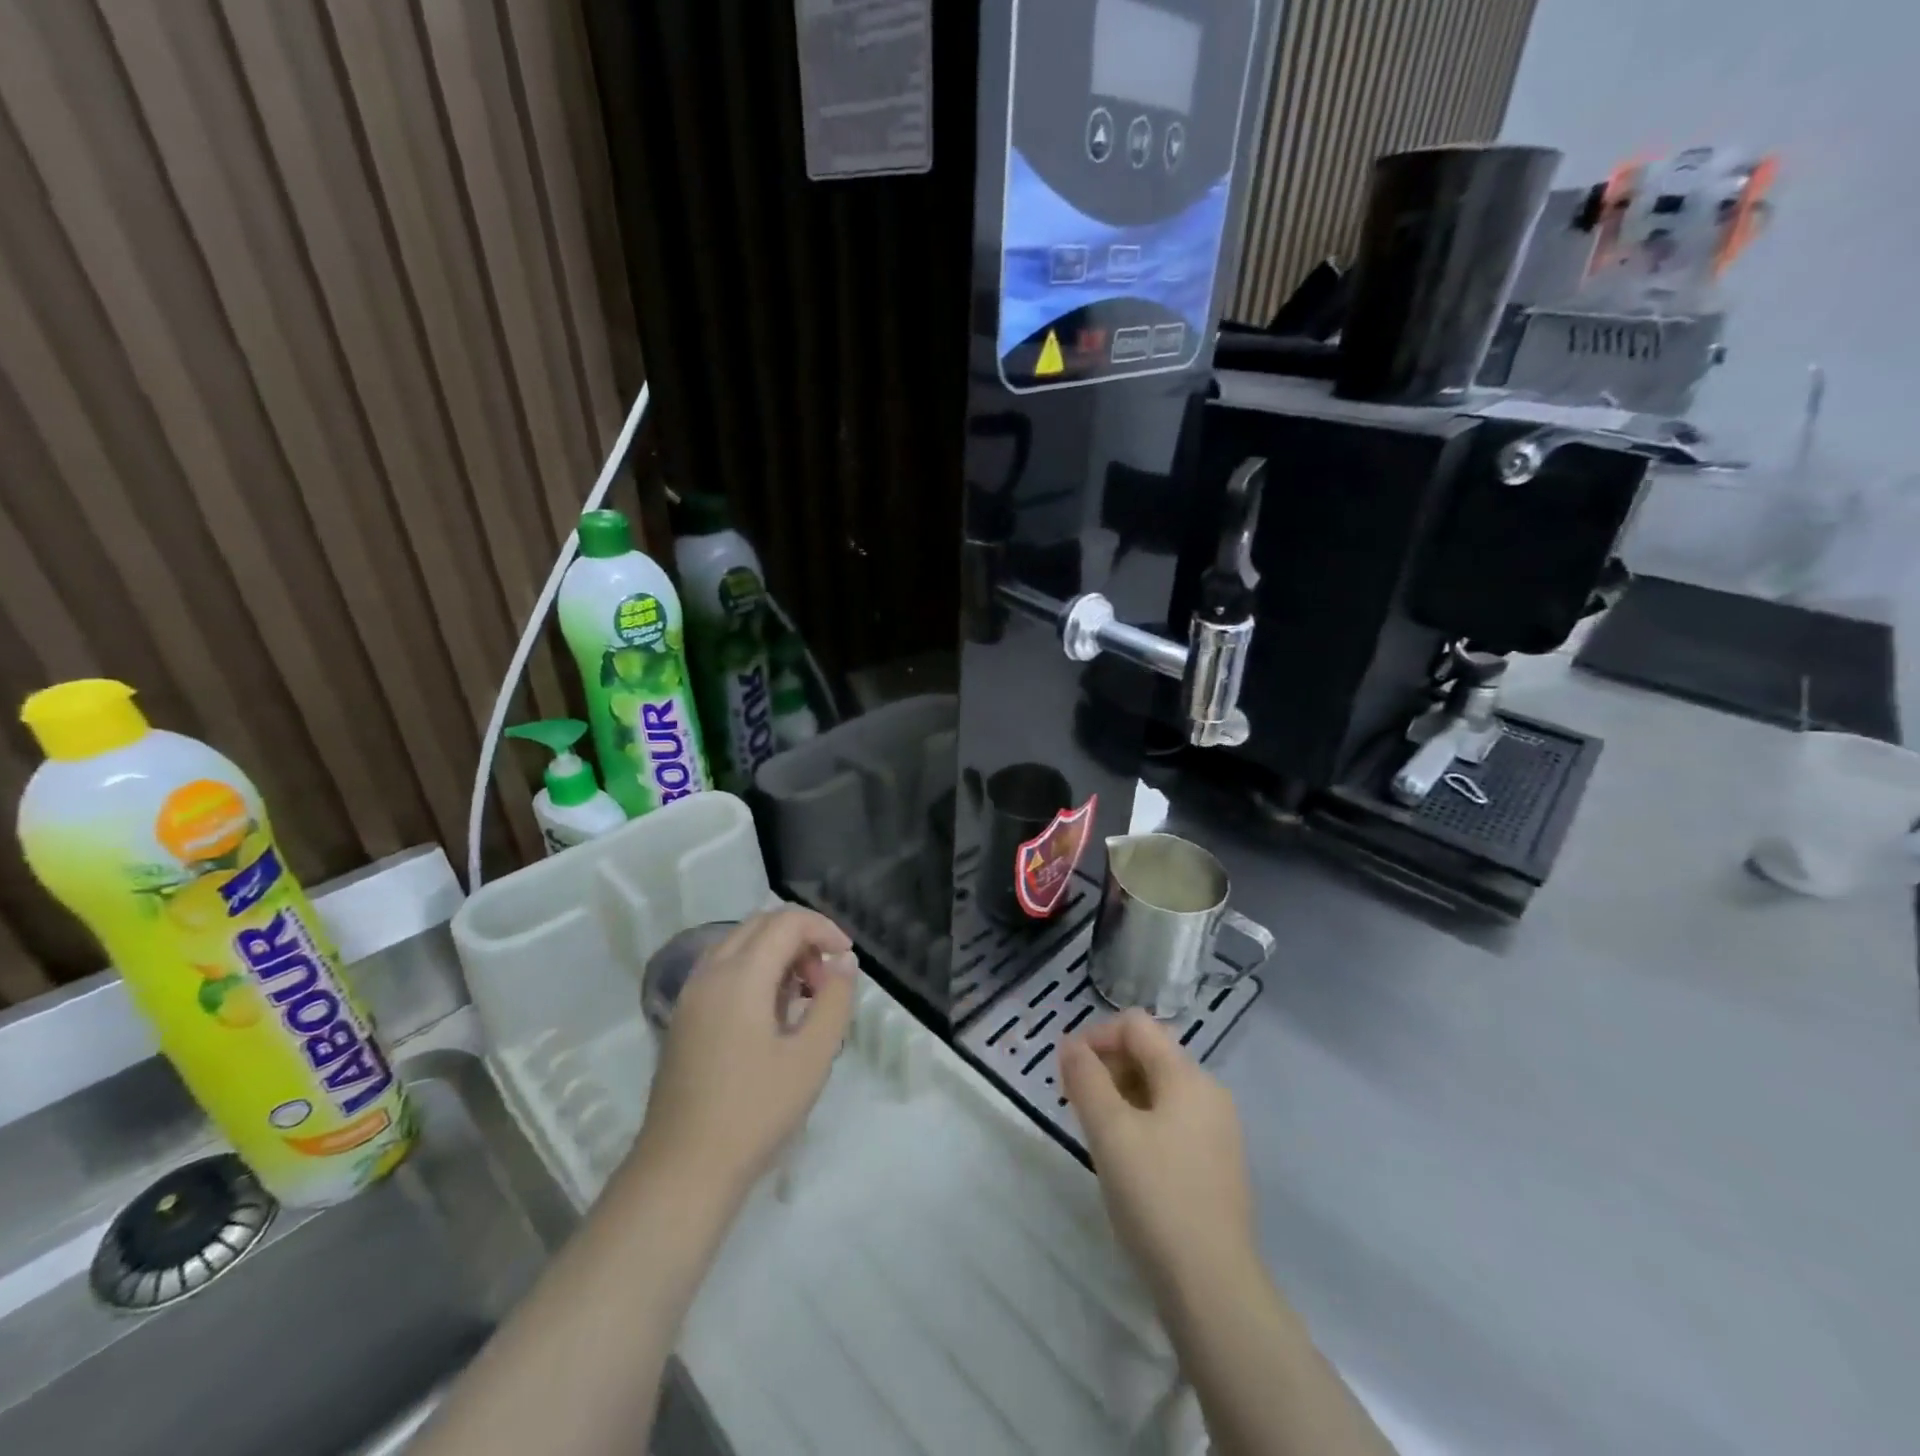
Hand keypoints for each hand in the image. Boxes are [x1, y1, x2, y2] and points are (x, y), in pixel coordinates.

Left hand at [628, 908, 856, 1209]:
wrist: (682, 1171)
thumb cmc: (755, 1111)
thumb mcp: (812, 1056)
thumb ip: (834, 1000)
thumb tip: (843, 962)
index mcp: (740, 975)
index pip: (786, 921)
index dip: (824, 928)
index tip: (847, 959)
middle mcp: (710, 972)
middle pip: (761, 924)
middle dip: (801, 938)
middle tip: (826, 980)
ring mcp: (690, 995)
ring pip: (740, 944)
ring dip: (777, 953)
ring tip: (803, 997)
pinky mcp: (683, 1018)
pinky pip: (723, 970)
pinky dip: (754, 972)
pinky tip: (771, 1016)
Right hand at [1061, 1009, 1254, 1299]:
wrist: (1214, 1287)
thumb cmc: (1156, 1197)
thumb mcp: (1109, 1132)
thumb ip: (1085, 1079)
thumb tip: (1070, 1044)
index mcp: (1187, 1076)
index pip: (1135, 1025)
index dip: (1095, 1036)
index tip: (1066, 1069)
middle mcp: (1209, 1092)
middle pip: (1149, 1053)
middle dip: (1106, 1066)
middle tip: (1075, 1101)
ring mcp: (1218, 1129)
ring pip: (1159, 1088)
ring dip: (1121, 1094)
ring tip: (1094, 1130)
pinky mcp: (1217, 1163)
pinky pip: (1172, 1119)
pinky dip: (1141, 1120)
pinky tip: (1125, 1157)